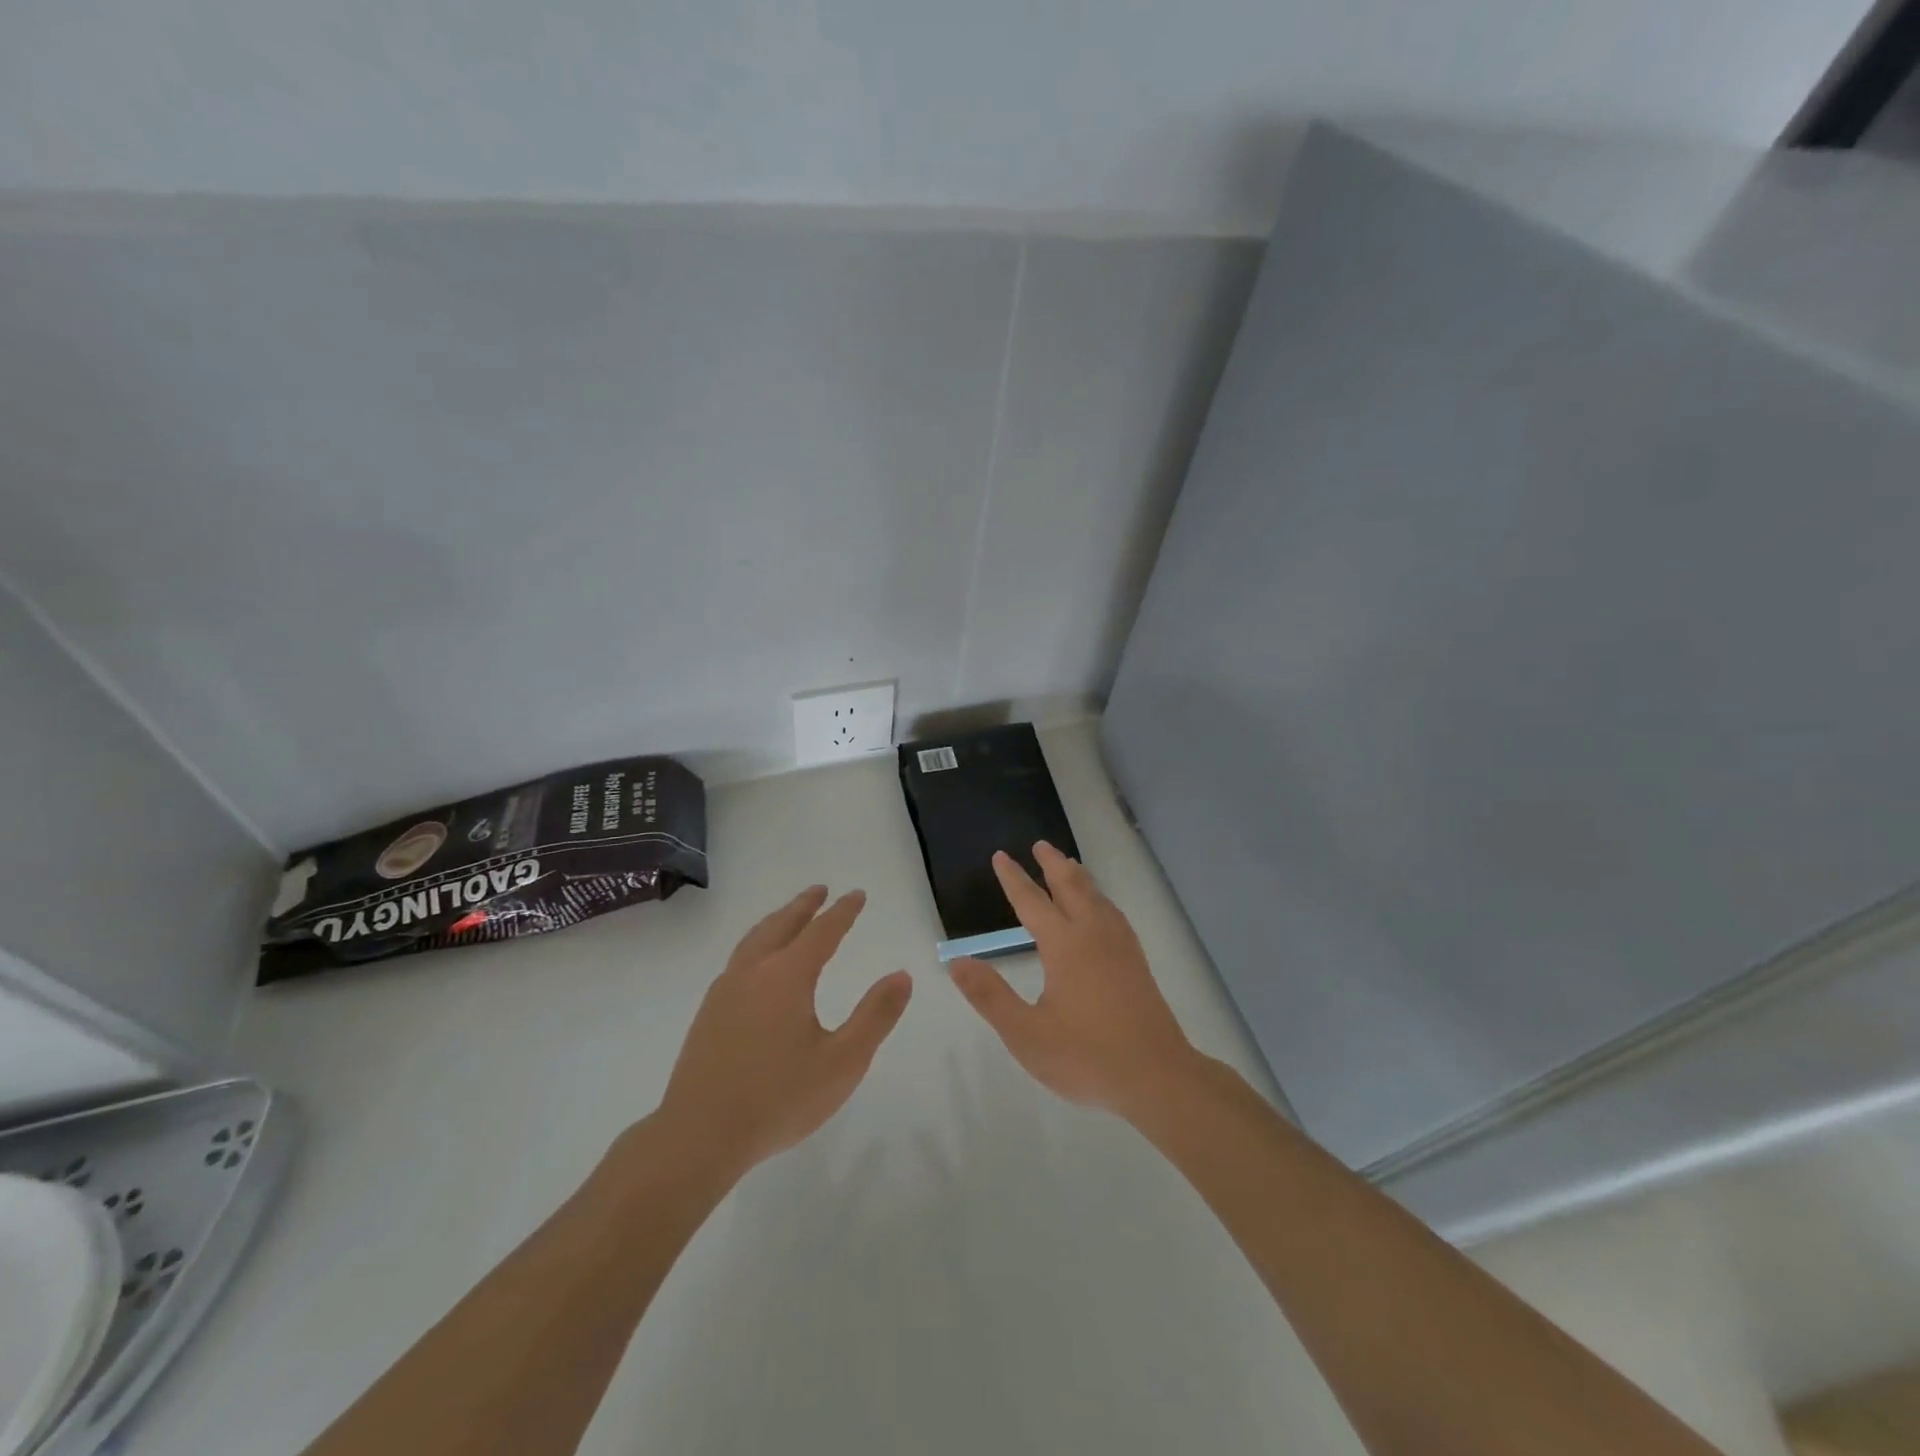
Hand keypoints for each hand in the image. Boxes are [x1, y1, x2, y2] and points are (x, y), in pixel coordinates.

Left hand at [653, 887, 911, 1185]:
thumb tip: (901, 975)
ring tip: (789, 917)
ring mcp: (725, 992)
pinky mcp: (708, 1014)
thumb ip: (875, 1016)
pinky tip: (757, 965)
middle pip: (781, 926)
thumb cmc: (778, 1099)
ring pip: (754, 940)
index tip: (856, 895)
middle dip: (803, 906)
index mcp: (787, 977)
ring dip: (776, 922)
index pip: (821, 932)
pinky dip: (757, 945)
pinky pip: (738, 960)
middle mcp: (753, 973)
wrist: (698, 1136)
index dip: (842, 912)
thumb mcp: (843, 1062)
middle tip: (820, 890)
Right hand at [950, 843, 1198, 1122]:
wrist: (1157, 1077)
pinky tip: (1102, 909)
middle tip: (1040, 845)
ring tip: (1069, 865)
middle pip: (1071, 887)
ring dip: (1079, 877)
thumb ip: (990, 996)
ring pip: (1096, 897)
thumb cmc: (1086, 1057)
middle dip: (1052, 864)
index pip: (1032, 902)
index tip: (1000, 856)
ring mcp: (1120, 947)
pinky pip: (1113, 913)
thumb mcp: (1026, 1034)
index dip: (1013, 879)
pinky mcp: (1136, 962)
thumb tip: (957, 962)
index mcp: (1065, 946)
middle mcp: (1094, 935)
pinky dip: (1100, 898)